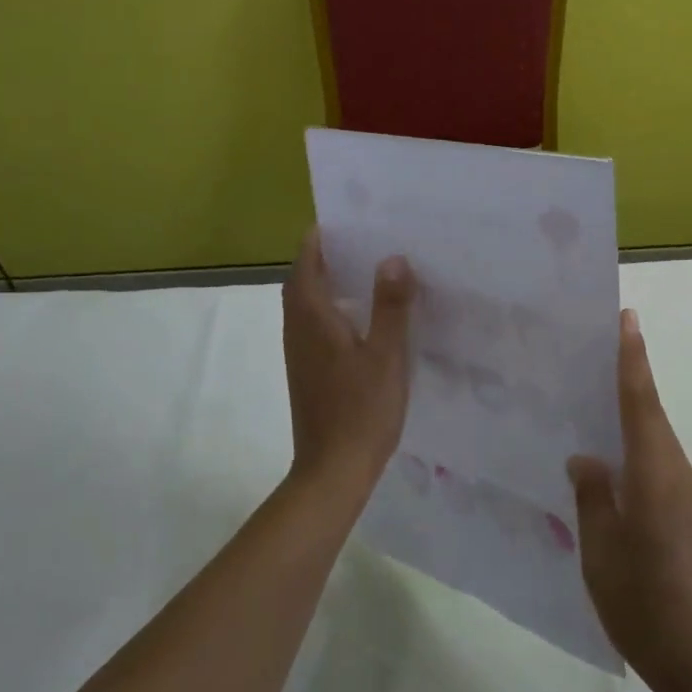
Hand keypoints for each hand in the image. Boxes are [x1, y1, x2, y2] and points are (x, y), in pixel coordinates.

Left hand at [282, 229, 415, 501]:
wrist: (333, 470)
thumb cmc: (361, 410)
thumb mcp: (386, 354)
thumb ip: (390, 306)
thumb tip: (393, 257)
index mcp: (313, 319)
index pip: (305, 266)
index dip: (316, 241)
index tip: (339, 220)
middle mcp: (299, 331)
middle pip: (301, 283)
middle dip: (321, 258)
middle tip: (355, 240)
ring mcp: (300, 354)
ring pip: (305, 305)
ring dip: (323, 282)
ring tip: (360, 269)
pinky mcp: (308, 372)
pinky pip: (313, 326)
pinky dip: (329, 308)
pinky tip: (359, 317)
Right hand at [568, 310, 691, 691]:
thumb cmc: (649, 608)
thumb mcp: (602, 555)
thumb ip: (593, 499)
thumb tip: (587, 459)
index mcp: (656, 476)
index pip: (641, 403)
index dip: (633, 358)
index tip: (628, 318)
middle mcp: (682, 478)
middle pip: (651, 422)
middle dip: (628, 390)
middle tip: (592, 369)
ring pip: (658, 454)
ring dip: (632, 437)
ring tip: (594, 439)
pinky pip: (666, 482)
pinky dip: (643, 473)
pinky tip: (621, 498)